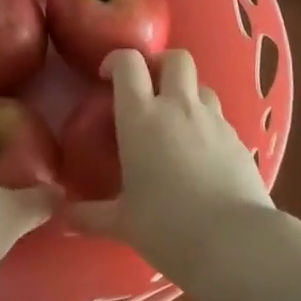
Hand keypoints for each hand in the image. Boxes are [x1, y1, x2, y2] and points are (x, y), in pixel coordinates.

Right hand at [71, 49, 273, 278]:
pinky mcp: (238, 138)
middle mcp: (178, 107)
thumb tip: (62, 217)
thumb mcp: (122, 223)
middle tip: (148, 88)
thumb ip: (89, 215)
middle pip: (175, 58)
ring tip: (176, 122)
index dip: (116, 60)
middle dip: (160, 64)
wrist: (235, 243)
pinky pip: (219, 117)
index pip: (128, 63)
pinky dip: (206, 123)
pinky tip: (201, 153)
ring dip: (186, 94)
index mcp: (141, 117)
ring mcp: (212, 119)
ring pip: (200, 85)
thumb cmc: (167, 227)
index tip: (106, 76)